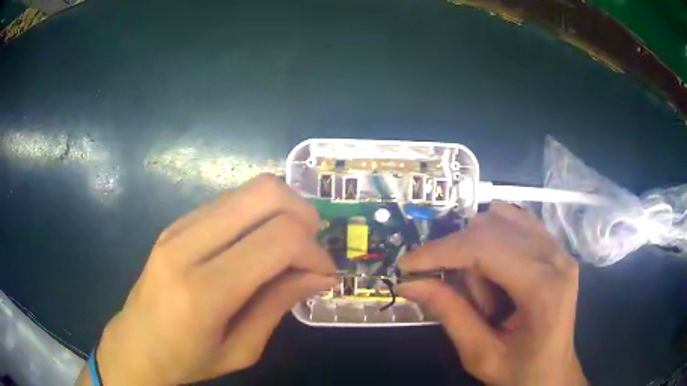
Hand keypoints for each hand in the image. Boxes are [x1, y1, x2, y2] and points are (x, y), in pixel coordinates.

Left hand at [82, 174, 336, 384]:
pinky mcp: (175, 223)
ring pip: (247, 189)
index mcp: (203, 291)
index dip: (314, 251)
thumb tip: (321, 274)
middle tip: (312, 246)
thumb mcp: (242, 349)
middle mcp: (187, 245)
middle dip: (303, 214)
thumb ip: (279, 304)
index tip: (325, 273)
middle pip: (264, 194)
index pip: (277, 240)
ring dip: (282, 209)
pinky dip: (257, 213)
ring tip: (290, 245)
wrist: (136, 345)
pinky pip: (228, 200)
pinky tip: (259, 243)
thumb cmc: (188, 360)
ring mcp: (177, 227)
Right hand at [398, 202, 587, 385]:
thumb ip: (449, 314)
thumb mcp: (479, 354)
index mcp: (542, 288)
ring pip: (502, 219)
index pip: (485, 248)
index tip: (406, 265)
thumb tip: (410, 283)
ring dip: (477, 248)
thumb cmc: (519, 372)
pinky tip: (491, 269)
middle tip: (456, 294)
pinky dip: (493, 238)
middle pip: (491, 228)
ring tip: (482, 290)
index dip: (441, 251)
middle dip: (460, 257)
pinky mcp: (555, 248)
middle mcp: (555, 257)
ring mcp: (558, 248)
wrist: (552, 373)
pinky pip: (516, 223)